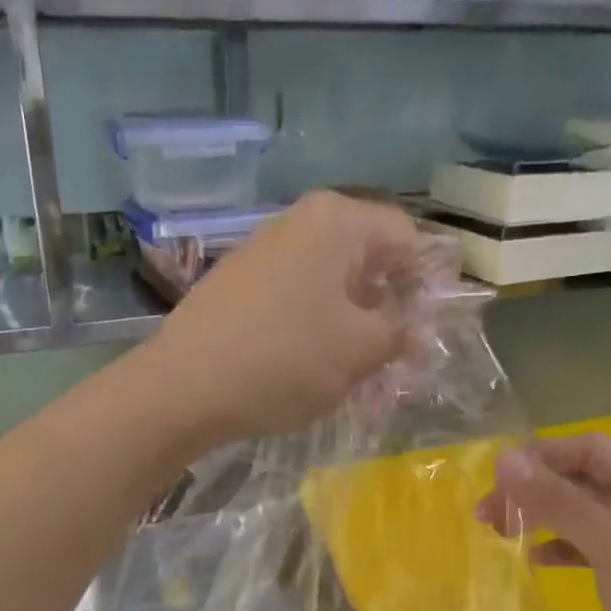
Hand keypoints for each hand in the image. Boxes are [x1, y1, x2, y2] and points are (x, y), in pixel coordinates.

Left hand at [144, 191, 426, 444]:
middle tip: (396, 361)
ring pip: (331, 286)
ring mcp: (264, 253)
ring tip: (356, 375)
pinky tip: (312, 370)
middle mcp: (299, 223)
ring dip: (352, 327)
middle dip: (387, 310)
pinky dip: (315, 331)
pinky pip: (296, 301)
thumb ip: (399, 332)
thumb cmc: (284, 360)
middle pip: (367, 261)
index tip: (428, 332)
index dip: (426, 283)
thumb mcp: (359, 351)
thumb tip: (416, 327)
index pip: (407, 237)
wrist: (182, 389)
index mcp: (336, 221)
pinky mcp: (239, 286)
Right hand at [478, 435, 610, 610]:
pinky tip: (533, 559)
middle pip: (580, 479)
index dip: (543, 454)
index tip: (496, 477)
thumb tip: (504, 459)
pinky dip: (554, 546)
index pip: (590, 450)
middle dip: (533, 486)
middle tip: (486, 511)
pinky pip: (581, 547)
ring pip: (576, 513)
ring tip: (496, 529)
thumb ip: (560, 502)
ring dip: (538, 514)